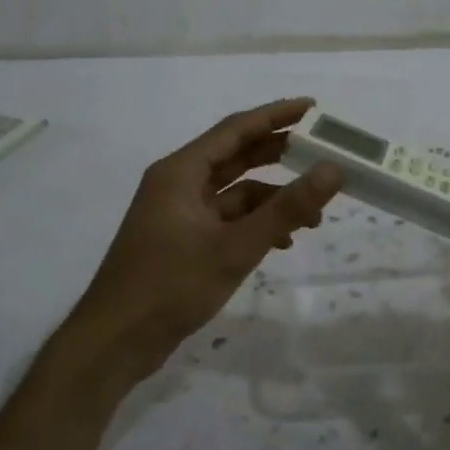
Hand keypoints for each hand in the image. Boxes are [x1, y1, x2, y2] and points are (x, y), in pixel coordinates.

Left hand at [62, 98, 342, 378]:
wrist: (116, 341)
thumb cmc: (171, 285)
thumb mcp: (236, 247)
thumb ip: (287, 208)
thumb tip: (333, 170)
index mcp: (181, 172)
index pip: (235, 129)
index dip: (275, 115)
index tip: (312, 108)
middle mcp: (178, 184)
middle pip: (235, 157)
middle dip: (278, 155)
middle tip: (321, 152)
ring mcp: (179, 214)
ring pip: (234, 193)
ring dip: (272, 199)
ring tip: (315, 214)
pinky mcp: (182, 241)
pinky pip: (226, 220)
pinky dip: (255, 225)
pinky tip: (282, 242)